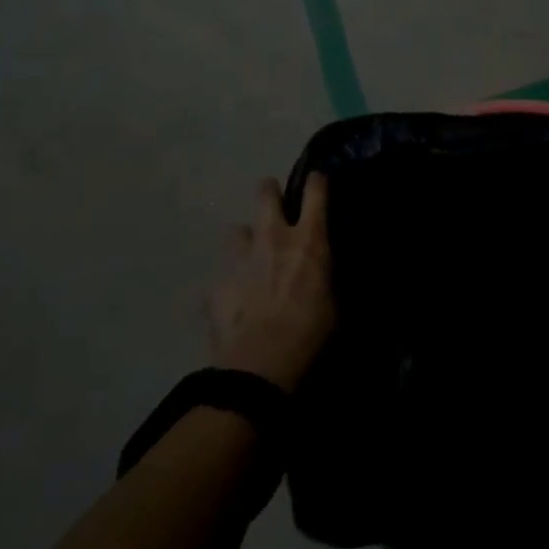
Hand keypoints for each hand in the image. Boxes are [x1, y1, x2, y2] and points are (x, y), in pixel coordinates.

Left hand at [207, 173, 335, 392]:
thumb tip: (323, 270)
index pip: (315, 190)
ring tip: (249, 259)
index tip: (317, 182)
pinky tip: (233, 302)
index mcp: (308, 240)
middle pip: (266, 193)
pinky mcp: (216, 283)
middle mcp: (273, 237)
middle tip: (274, 205)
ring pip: (237, 230)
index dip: (317, 181)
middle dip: (269, 193)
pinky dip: (229, 283)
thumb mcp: (332, 301)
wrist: (260, 366)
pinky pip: (222, 274)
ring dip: (245, 241)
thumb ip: (324, 275)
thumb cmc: (309, 333)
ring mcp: (240, 258)